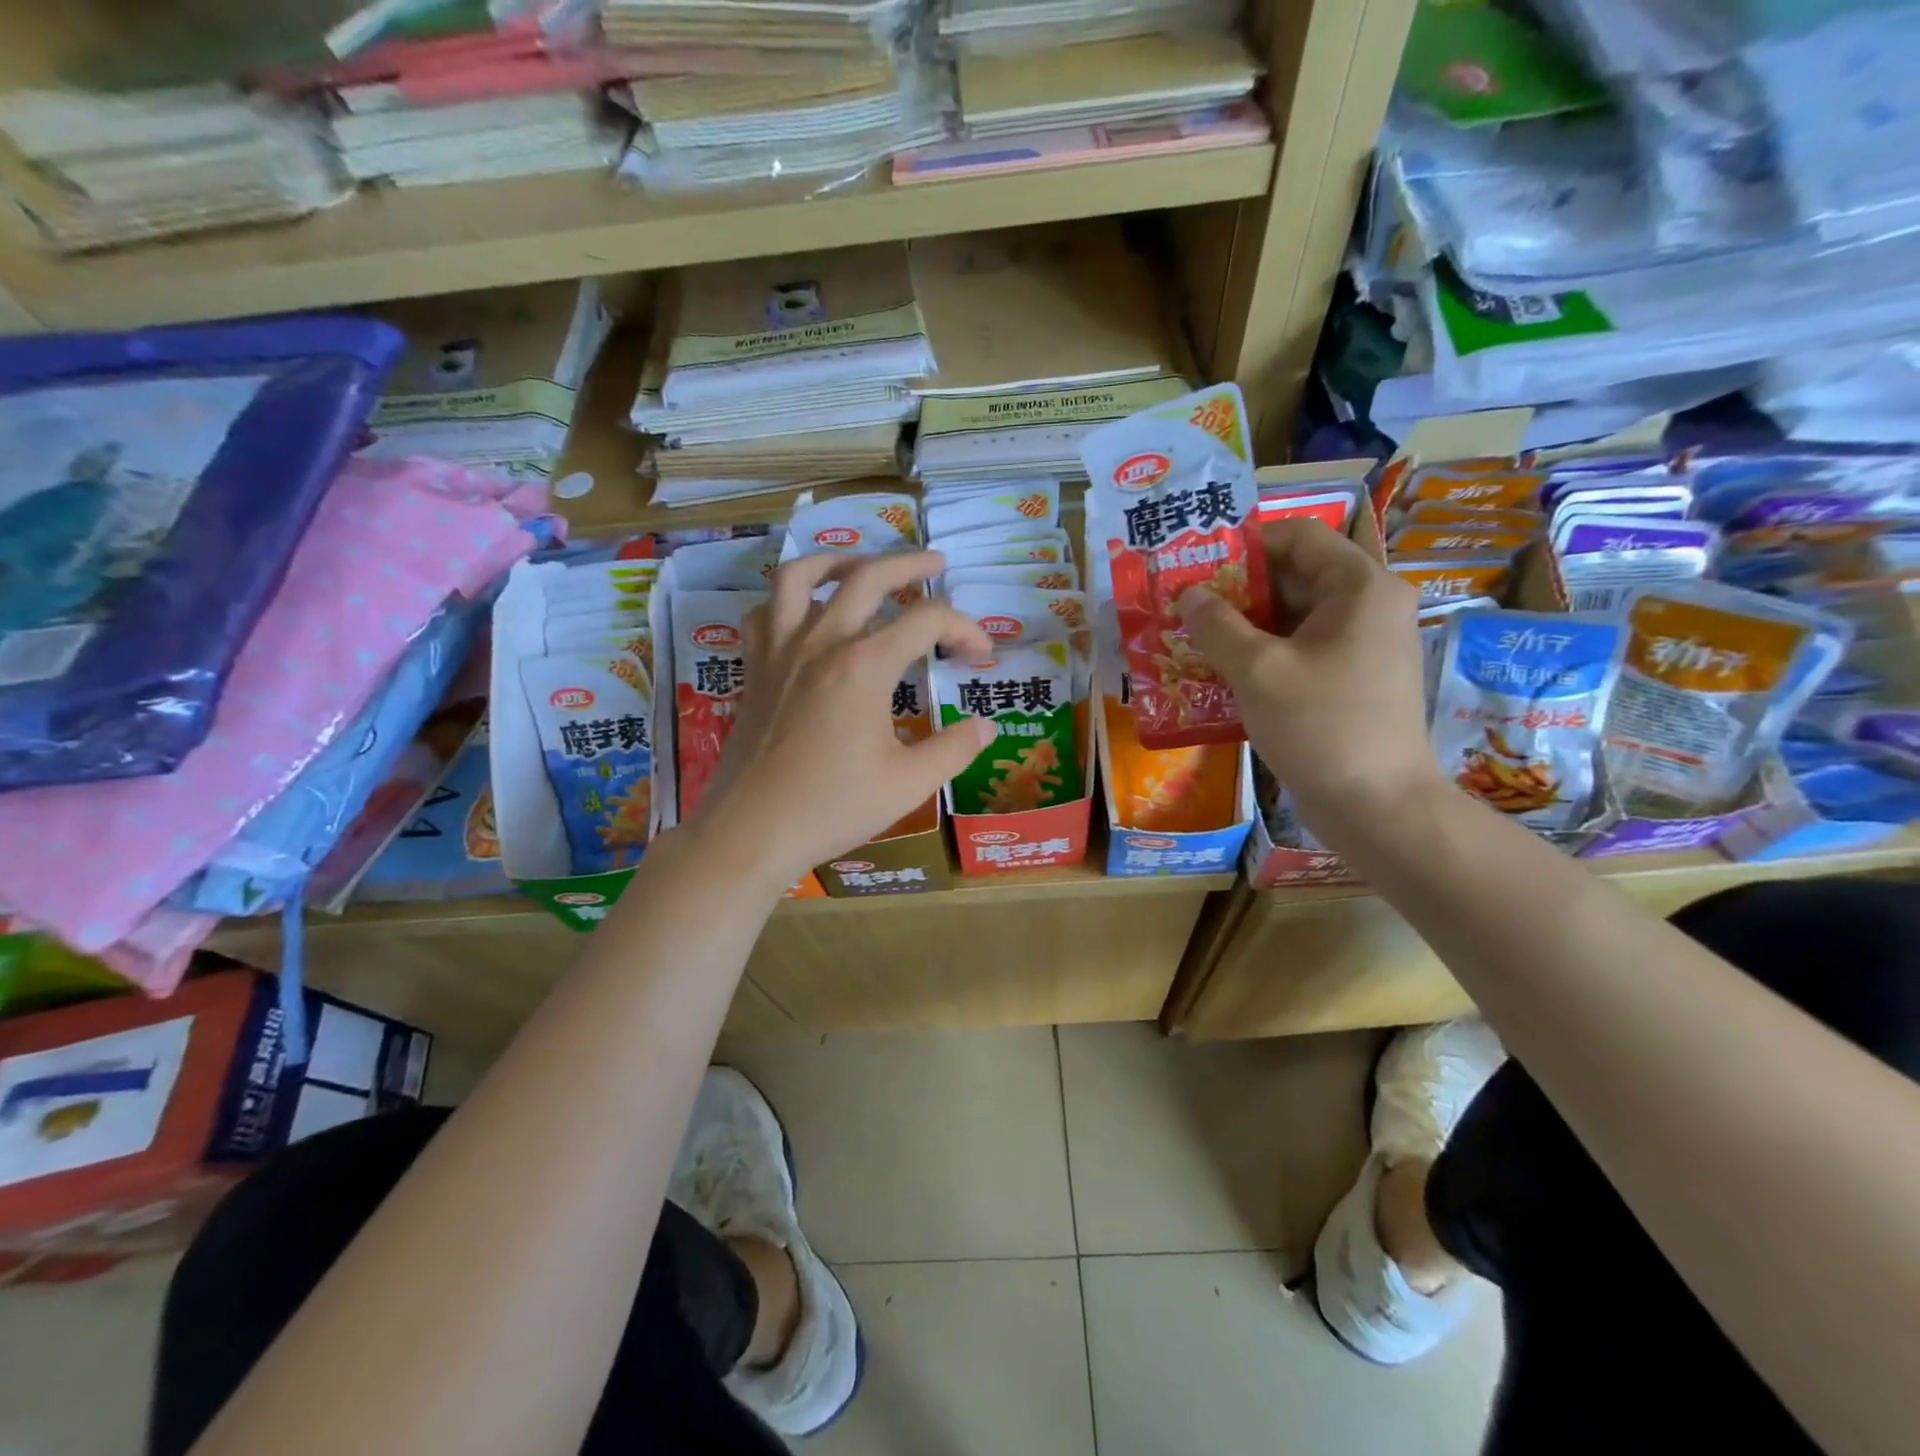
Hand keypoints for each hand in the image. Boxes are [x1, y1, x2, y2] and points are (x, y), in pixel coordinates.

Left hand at [685, 550, 997, 894]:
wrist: (752, 830)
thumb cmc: (833, 807)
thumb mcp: (909, 784)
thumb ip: (954, 749)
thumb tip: (986, 726)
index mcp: (864, 664)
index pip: (928, 620)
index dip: (965, 629)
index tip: (982, 655)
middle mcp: (821, 641)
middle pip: (868, 576)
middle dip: (910, 564)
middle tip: (937, 563)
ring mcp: (781, 650)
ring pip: (801, 576)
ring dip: (838, 561)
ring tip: (862, 567)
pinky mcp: (755, 668)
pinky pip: (765, 612)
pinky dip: (787, 600)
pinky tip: (806, 613)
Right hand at [1176, 519, 1442, 836]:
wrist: (1377, 806)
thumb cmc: (1320, 726)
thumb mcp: (1258, 671)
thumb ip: (1217, 625)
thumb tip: (1188, 594)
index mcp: (1360, 586)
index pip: (1299, 536)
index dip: (1245, 544)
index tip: (1198, 565)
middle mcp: (1369, 605)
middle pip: (1296, 575)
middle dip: (1238, 588)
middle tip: (1186, 604)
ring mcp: (1364, 643)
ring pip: (1296, 616)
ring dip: (1245, 624)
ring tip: (1194, 638)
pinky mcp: (1353, 677)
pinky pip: (1303, 648)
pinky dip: (1264, 652)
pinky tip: (1222, 671)